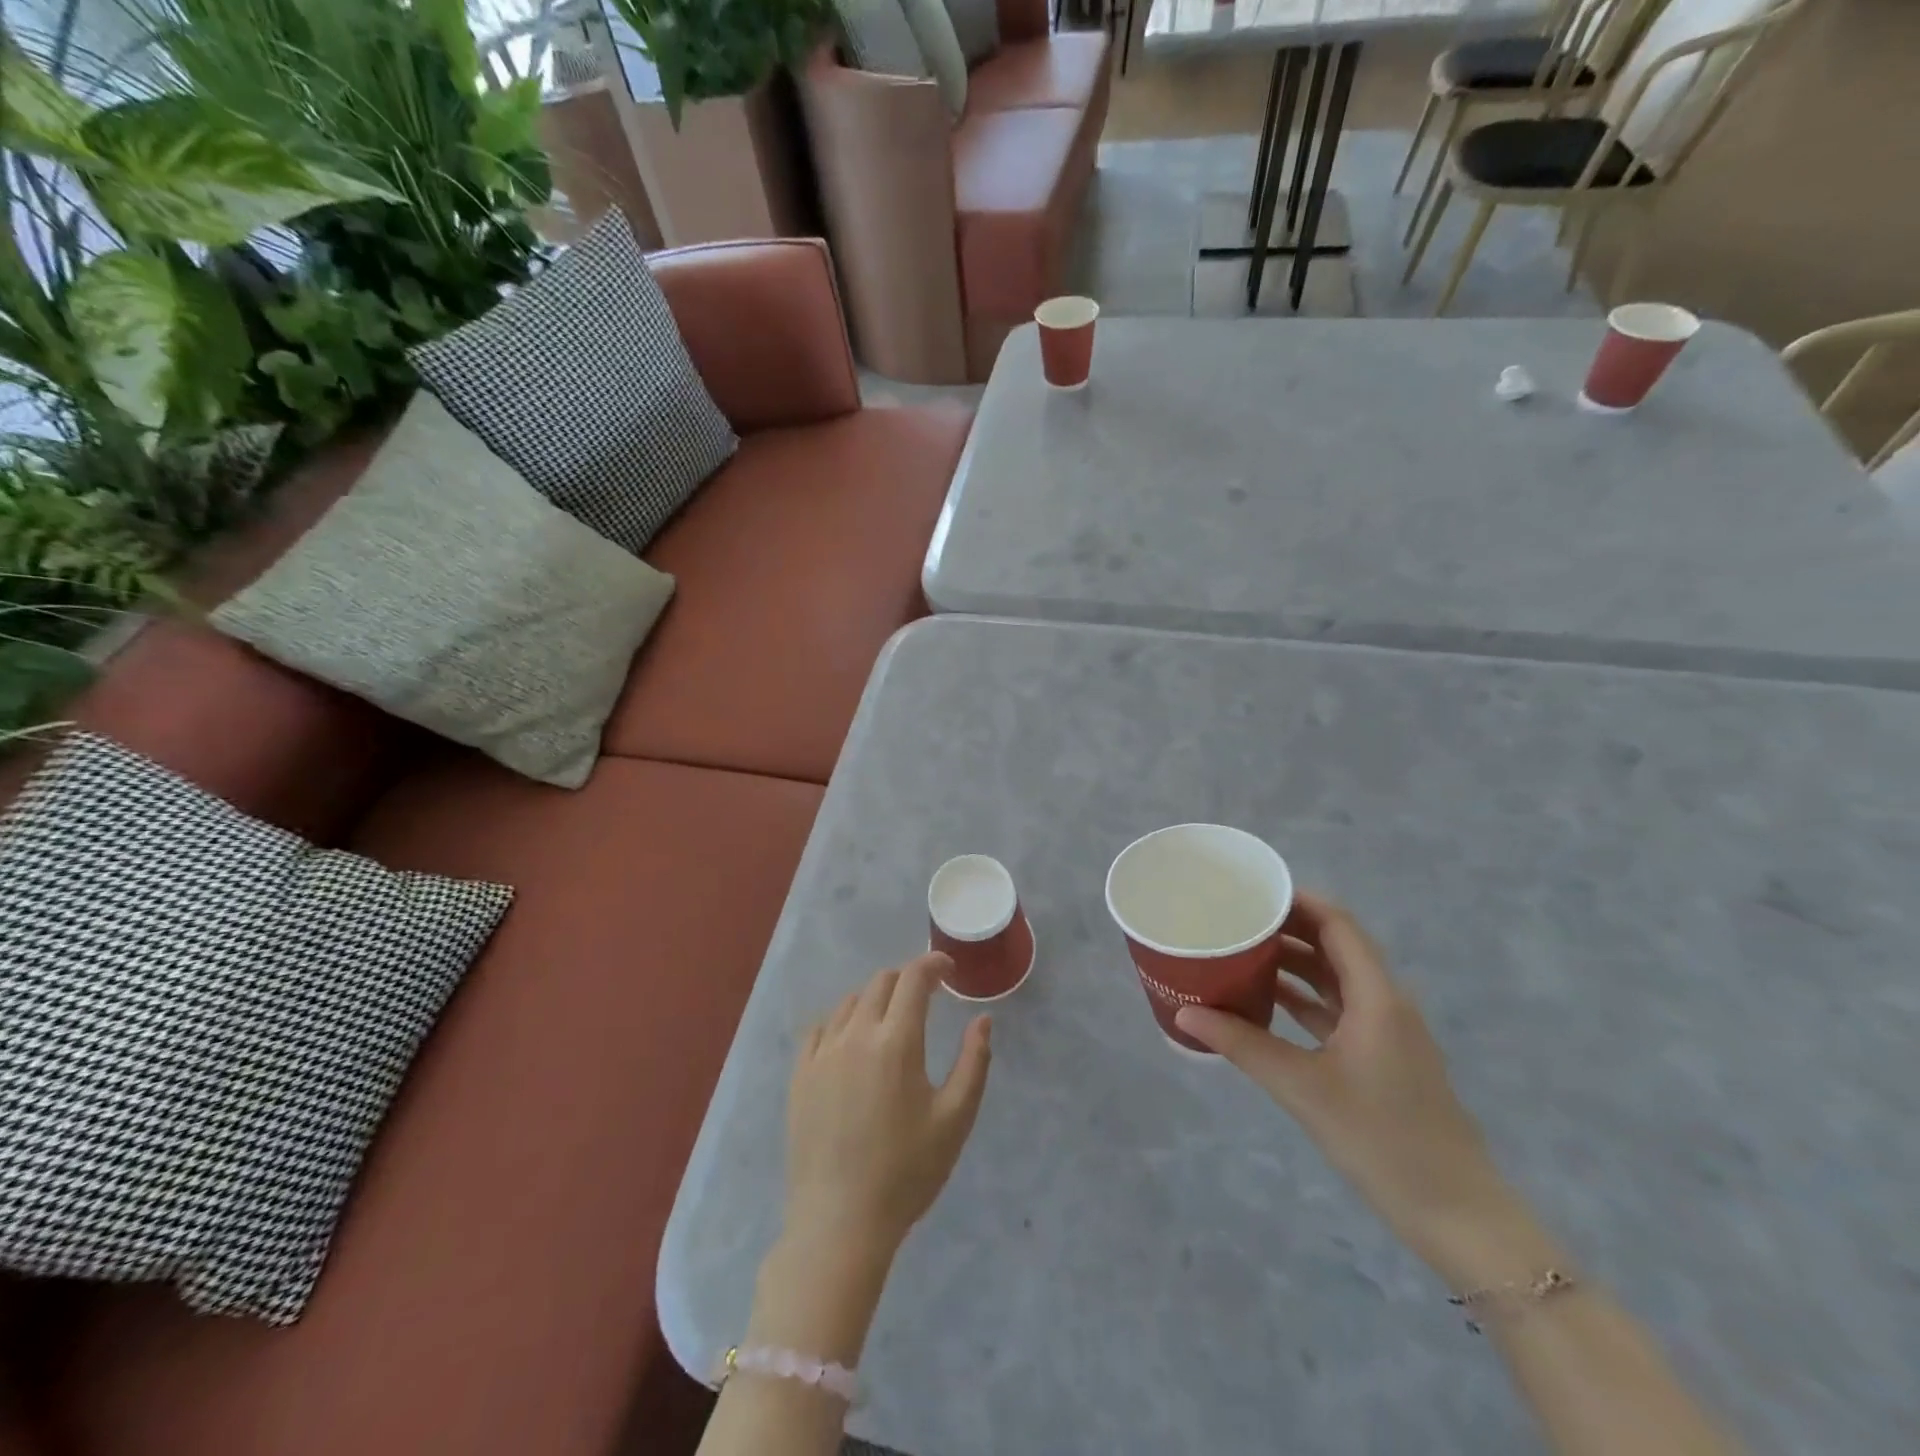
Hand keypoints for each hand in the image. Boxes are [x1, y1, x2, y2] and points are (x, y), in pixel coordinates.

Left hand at [784, 954, 992, 1256]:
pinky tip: (850, 1041)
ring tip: (890, 1021)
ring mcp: (822, 1053)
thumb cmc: (906, 1172)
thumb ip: (973, 1062)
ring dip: (875, 999)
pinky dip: (842, 1021)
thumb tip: (983, 1019)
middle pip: (881, 983)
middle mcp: (856, 1035)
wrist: (839, 1222)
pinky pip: (820, 1028)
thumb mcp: (955, 1119)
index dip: (933, 964)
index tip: (948, 969)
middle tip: (926, 998)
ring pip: (849, 1002)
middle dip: (907, 981)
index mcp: (896, 1042)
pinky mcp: (800, 1075)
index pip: (914, 979)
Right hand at [1176, 893, 1524, 1279]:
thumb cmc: (1382, 1140)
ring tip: (1240, 952)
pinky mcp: (1380, 1059)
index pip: (1338, 925)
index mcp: (1377, 997)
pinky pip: (1335, 1011)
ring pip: (1334, 980)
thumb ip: (1242, 1045)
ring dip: (1292, 964)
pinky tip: (1264, 1001)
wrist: (1457, 1215)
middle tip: (1235, 919)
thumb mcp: (1303, 1088)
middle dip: (1287, 928)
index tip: (1251, 891)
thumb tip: (1184, 1013)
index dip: (1298, 901)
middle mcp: (1385, 1003)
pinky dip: (1302, 999)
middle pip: (1335, 947)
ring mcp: (1385, 1032)